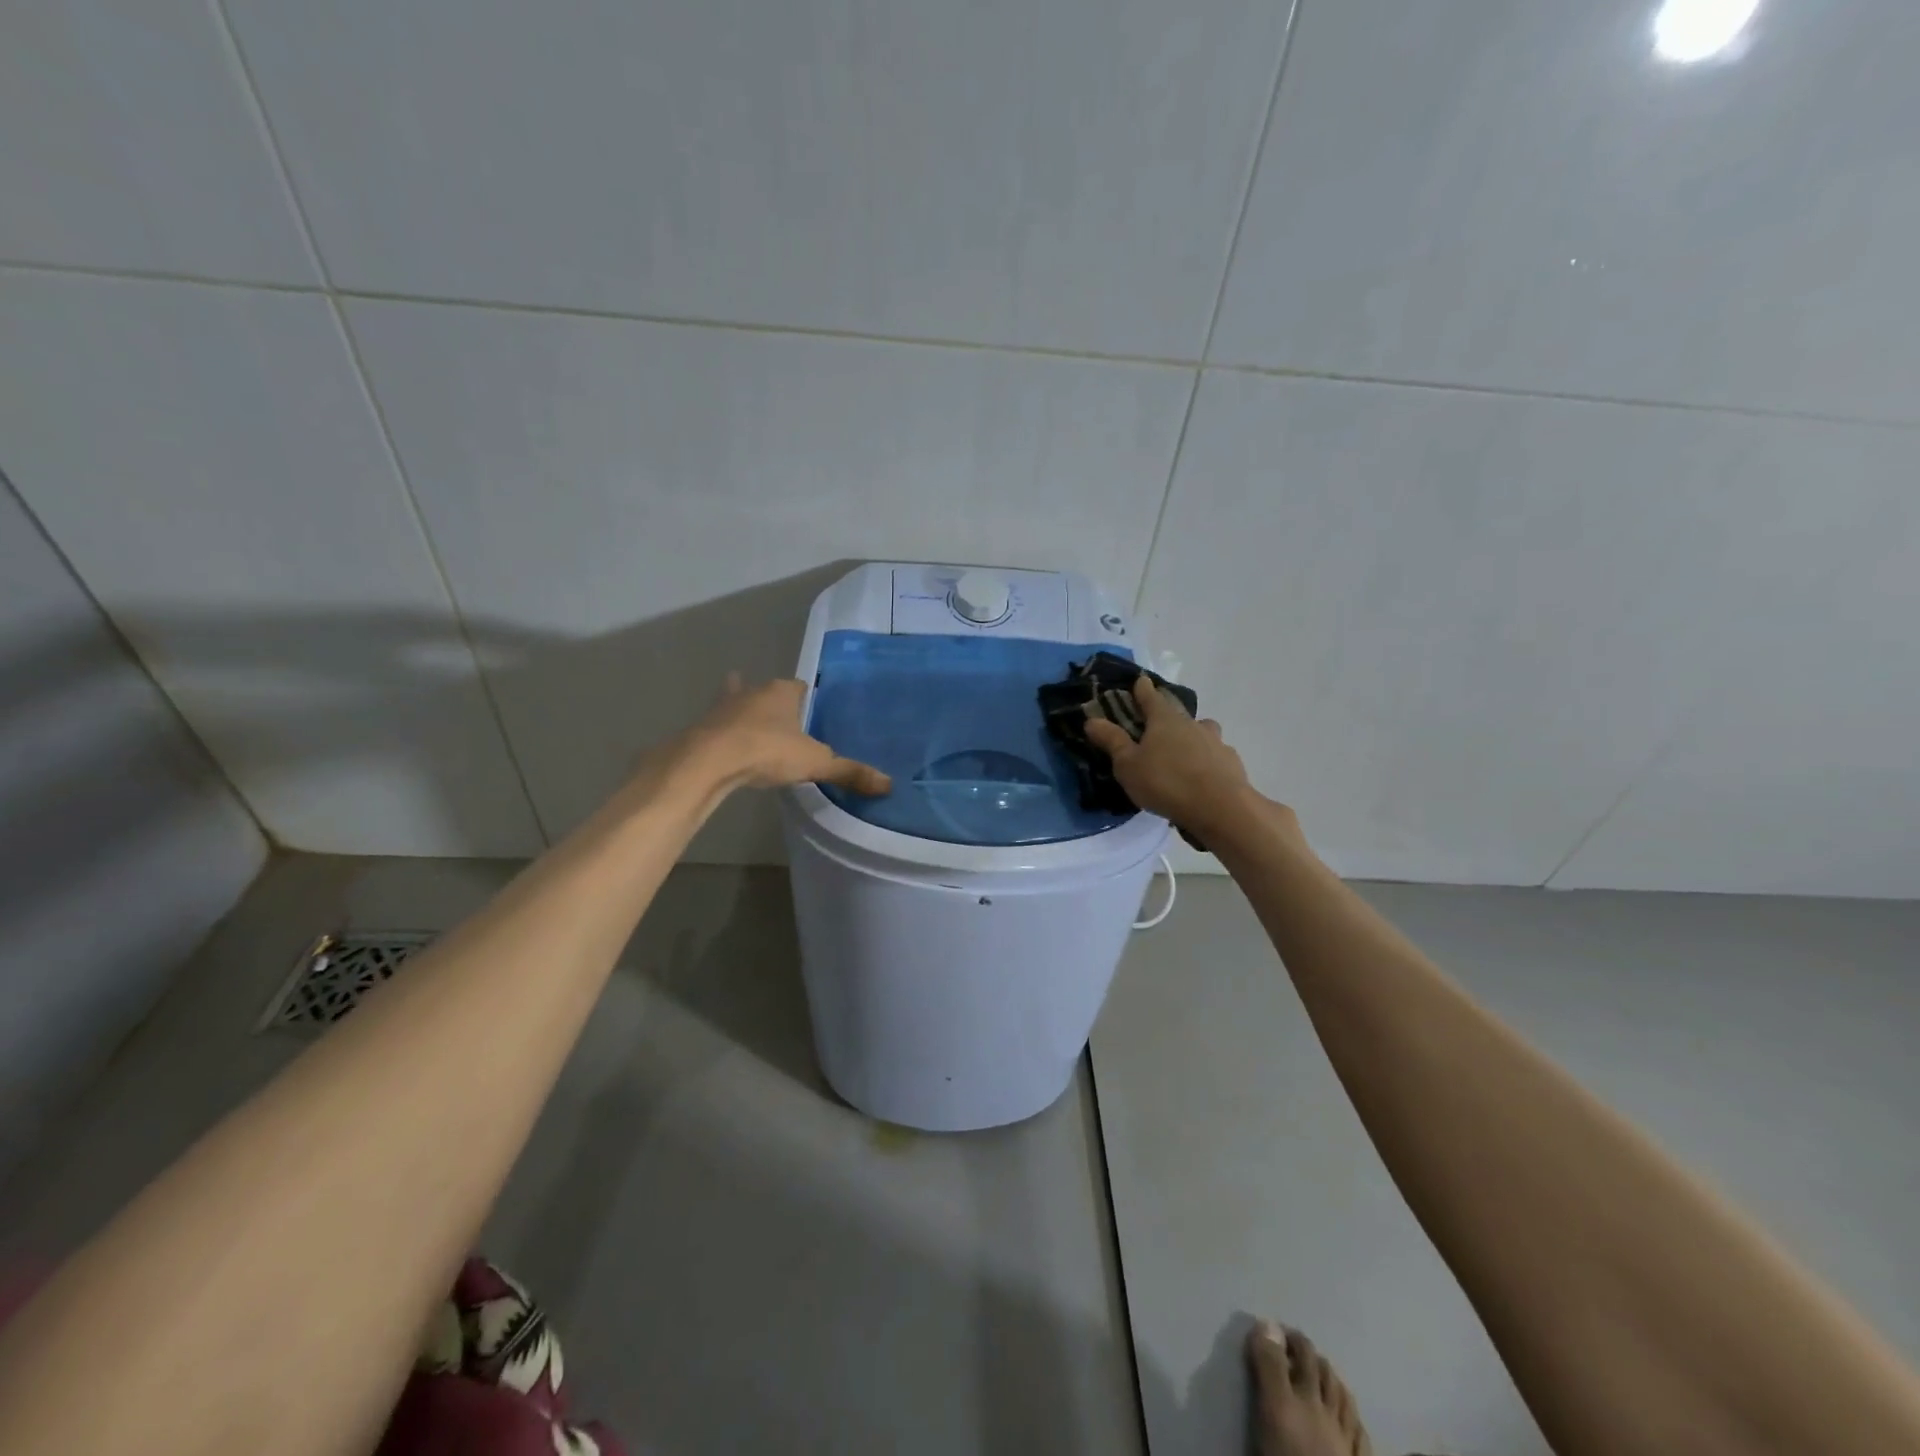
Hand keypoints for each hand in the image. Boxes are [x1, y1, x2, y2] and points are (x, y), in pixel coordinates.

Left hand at [684, 674, 891, 795]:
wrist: (710, 761)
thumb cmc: (767, 751)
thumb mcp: (815, 763)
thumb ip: (849, 772)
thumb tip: (888, 784)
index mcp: (782, 692)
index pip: (801, 686)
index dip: (808, 698)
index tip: (813, 712)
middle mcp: (752, 691)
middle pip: (767, 692)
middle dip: (774, 703)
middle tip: (785, 723)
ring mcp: (724, 707)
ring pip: (738, 703)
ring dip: (744, 713)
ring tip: (753, 729)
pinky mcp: (703, 726)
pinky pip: (717, 726)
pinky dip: (723, 733)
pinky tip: (726, 745)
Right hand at [1083, 676, 1258, 837]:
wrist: (1220, 808)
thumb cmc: (1166, 782)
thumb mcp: (1128, 765)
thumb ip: (1112, 741)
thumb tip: (1091, 719)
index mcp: (1165, 720)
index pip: (1151, 697)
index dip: (1143, 689)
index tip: (1140, 680)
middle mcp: (1192, 724)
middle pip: (1177, 714)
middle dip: (1167, 717)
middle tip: (1157, 727)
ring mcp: (1216, 742)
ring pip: (1202, 732)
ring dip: (1192, 737)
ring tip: (1183, 754)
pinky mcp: (1232, 763)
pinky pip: (1216, 755)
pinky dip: (1208, 760)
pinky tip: (1203, 776)